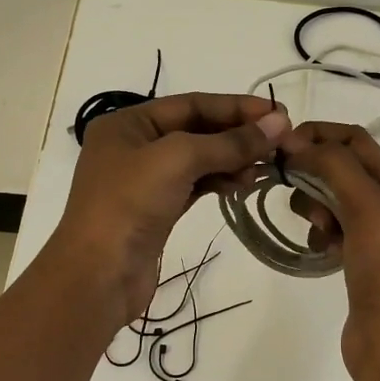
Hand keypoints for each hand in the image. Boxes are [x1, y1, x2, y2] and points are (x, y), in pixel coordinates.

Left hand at [48, 93, 290, 324]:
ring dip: (233, 160)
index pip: (192, 104)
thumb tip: (278, 124)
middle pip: (197, 130)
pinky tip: (244, 185)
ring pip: (199, 159)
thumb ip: (229, 142)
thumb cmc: (129, 205)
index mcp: (128, 123)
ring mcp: (145, 180)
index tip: (278, 115)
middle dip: (238, 135)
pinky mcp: (158, 210)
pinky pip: (196, 185)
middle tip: (281, 142)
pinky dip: (221, 182)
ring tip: (265, 168)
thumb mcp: (178, 160)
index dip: (236, 107)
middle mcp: (135, 146)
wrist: (98, 277)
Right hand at [281, 122, 379, 380]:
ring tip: (316, 227)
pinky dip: (317, 233)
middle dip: (312, 171)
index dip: (319, 133)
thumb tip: (296, 143)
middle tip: (291, 187)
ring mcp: (369, 234)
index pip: (354, 139)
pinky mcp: (355, 260)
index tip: (284, 146)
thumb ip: (333, 166)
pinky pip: (328, 231)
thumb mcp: (364, 204)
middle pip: (339, 167)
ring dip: (313, 204)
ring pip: (330, 200)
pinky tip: (318, 249)